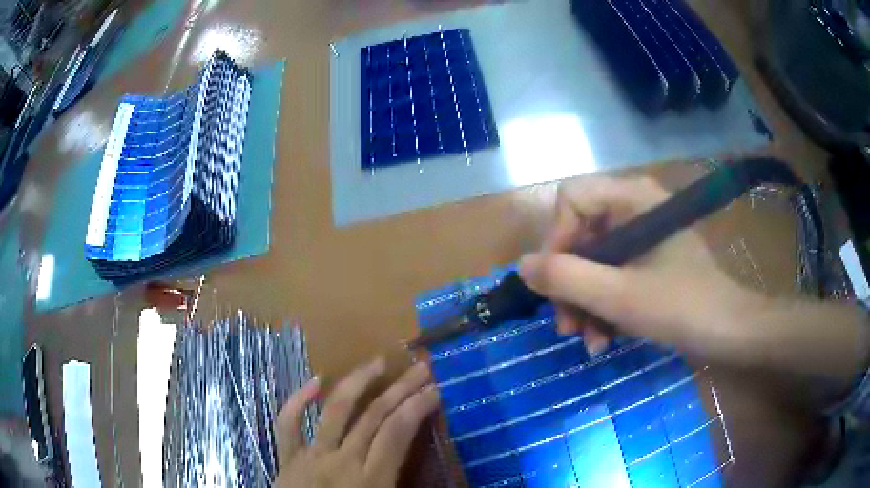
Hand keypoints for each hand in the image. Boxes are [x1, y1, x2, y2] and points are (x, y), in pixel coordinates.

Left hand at [274, 359, 439, 487]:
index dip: (417, 408)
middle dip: (400, 389)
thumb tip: (446, 483)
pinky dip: (297, 400)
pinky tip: (315, 380)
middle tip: (420, 368)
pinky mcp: (287, 457)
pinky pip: (287, 424)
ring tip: (378, 362)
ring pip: (336, 412)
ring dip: (357, 383)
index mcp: (369, 482)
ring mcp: (310, 456)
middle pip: (373, 417)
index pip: (396, 434)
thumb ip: (404, 486)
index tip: (435, 390)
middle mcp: (341, 462)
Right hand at [517, 175, 762, 362]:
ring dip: (584, 303)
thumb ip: (566, 278)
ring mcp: (642, 238)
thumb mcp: (619, 296)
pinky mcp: (648, 263)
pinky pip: (612, 276)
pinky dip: (603, 307)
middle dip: (569, 284)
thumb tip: (521, 265)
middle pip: (580, 235)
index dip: (556, 240)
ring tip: (587, 341)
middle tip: (566, 327)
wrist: (730, 331)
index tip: (554, 284)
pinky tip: (603, 339)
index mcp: (632, 198)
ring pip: (594, 261)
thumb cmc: (682, 307)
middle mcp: (634, 209)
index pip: (571, 200)